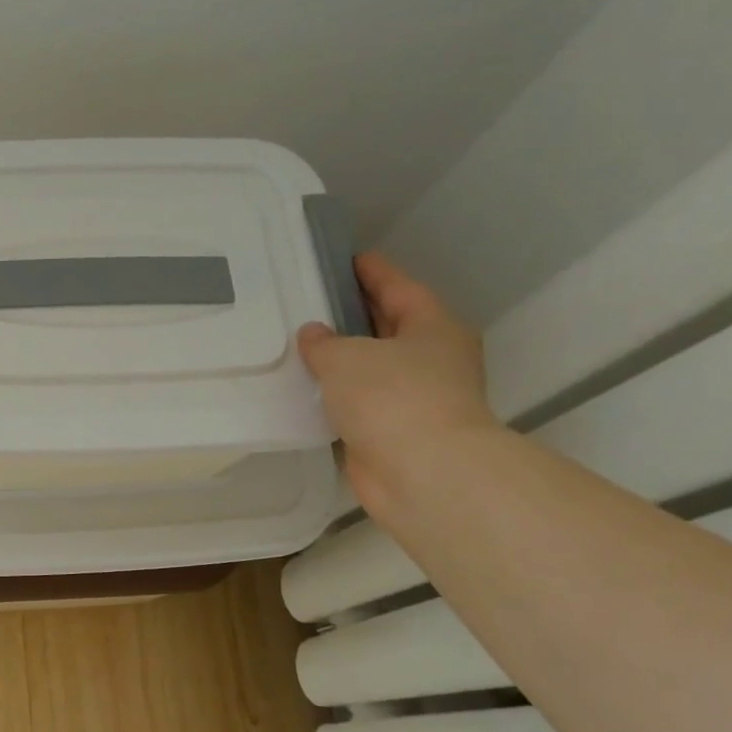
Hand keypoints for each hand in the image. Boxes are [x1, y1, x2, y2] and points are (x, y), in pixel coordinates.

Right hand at [296, 252, 502, 517]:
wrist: (423, 472)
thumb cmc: (392, 397)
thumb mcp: (347, 357)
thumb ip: (324, 342)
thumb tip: (314, 334)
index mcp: (432, 327)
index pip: (397, 287)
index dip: (371, 272)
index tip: (346, 259)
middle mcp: (431, 358)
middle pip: (388, 326)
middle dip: (354, 315)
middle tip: (312, 302)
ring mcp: (416, 398)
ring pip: (373, 368)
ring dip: (343, 361)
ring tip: (299, 347)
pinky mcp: (395, 432)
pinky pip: (360, 403)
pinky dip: (338, 397)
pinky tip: (307, 392)